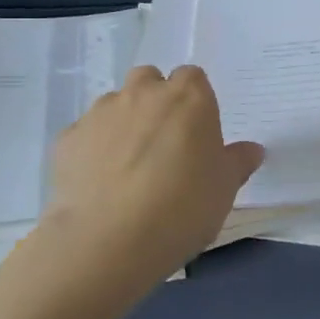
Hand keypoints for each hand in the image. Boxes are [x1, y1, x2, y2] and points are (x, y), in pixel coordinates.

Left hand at [43, 65, 263, 284]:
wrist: (108, 240)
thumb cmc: (183, 208)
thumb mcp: (225, 189)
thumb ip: (238, 162)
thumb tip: (252, 150)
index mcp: (189, 98)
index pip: (193, 77)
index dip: (194, 100)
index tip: (197, 131)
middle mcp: (143, 93)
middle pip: (149, 80)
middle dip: (155, 100)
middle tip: (163, 142)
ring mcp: (100, 113)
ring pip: (115, 104)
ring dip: (124, 123)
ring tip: (128, 166)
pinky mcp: (67, 139)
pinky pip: (86, 134)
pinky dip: (94, 149)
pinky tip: (100, 183)